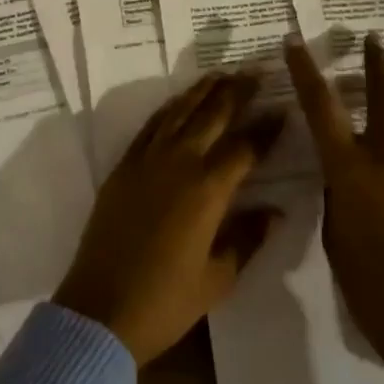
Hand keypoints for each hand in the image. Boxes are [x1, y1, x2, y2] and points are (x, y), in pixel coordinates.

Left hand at [54, 73, 283, 365]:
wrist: (100, 312)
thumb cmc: (165, 301)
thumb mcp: (218, 278)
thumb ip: (248, 238)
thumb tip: (276, 211)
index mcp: (207, 190)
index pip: (245, 147)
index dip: (267, 128)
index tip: (283, 110)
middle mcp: (179, 163)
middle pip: (213, 115)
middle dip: (237, 92)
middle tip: (256, 71)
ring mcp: (148, 160)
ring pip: (180, 111)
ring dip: (203, 90)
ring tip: (222, 74)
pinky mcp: (124, 166)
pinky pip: (151, 125)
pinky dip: (170, 107)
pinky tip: (180, 100)